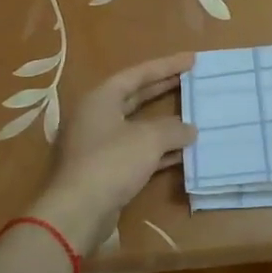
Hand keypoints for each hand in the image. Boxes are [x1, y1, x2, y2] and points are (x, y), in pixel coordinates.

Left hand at [32, 53, 195, 251]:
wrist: (78, 212)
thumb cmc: (112, 162)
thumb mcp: (149, 139)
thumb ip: (173, 128)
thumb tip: (189, 129)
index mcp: (101, 99)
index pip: (138, 74)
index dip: (166, 66)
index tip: (192, 60)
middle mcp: (96, 117)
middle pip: (135, 97)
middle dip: (164, 89)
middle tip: (190, 81)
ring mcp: (99, 145)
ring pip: (137, 126)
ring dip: (164, 123)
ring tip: (193, 116)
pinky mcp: (104, 169)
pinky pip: (136, 151)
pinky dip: (158, 149)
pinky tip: (182, 153)